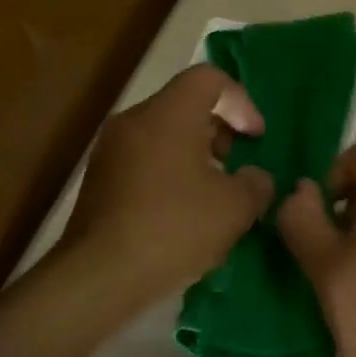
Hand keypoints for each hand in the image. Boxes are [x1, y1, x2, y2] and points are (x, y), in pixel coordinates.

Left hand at [58, 65, 274, 307]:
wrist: (99, 277)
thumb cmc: (174, 228)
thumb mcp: (235, 207)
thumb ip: (256, 183)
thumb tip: (256, 178)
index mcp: (168, 113)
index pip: (210, 78)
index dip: (241, 102)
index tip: (255, 138)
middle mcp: (135, 120)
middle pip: (186, 104)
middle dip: (220, 129)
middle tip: (238, 163)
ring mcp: (112, 150)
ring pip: (165, 132)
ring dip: (197, 152)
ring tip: (216, 191)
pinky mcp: (101, 179)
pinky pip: (146, 157)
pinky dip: (172, 170)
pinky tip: (185, 211)